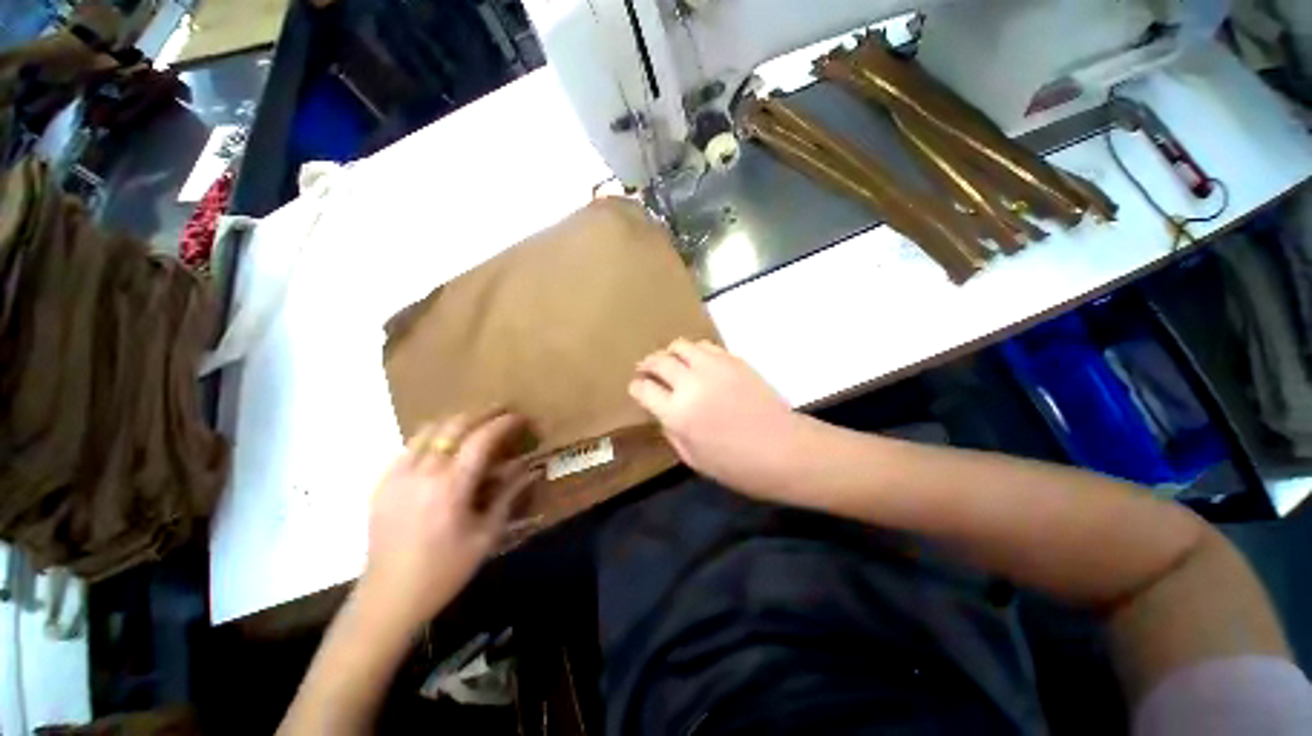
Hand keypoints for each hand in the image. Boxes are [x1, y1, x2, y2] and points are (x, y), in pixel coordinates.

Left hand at [358, 412, 537, 633]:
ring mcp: (397, 476)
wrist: (388, 598)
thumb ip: (509, 495)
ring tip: (475, 423)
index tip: (520, 417)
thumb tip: (531, 468)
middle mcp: (422, 473)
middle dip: (482, 414)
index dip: (504, 423)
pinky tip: (442, 447)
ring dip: (456, 421)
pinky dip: (431, 437)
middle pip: (454, 426)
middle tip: (501, 412)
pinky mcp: (382, 483)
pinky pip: (408, 446)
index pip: (481, 439)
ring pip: (428, 430)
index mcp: (451, 487)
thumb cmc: (445, 570)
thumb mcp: (486, 535)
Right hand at [629, 339, 805, 499]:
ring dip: (670, 353)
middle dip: (647, 364)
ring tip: (672, 363)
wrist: (784, 450)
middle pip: (658, 360)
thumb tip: (662, 411)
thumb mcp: (693, 458)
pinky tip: (697, 363)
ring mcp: (714, 367)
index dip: (636, 387)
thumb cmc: (737, 465)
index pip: (643, 388)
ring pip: (681, 345)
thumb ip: (671, 431)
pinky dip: (695, 352)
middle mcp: (691, 383)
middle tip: (646, 370)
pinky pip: (705, 346)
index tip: (637, 388)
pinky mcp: (734, 360)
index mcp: (677, 413)